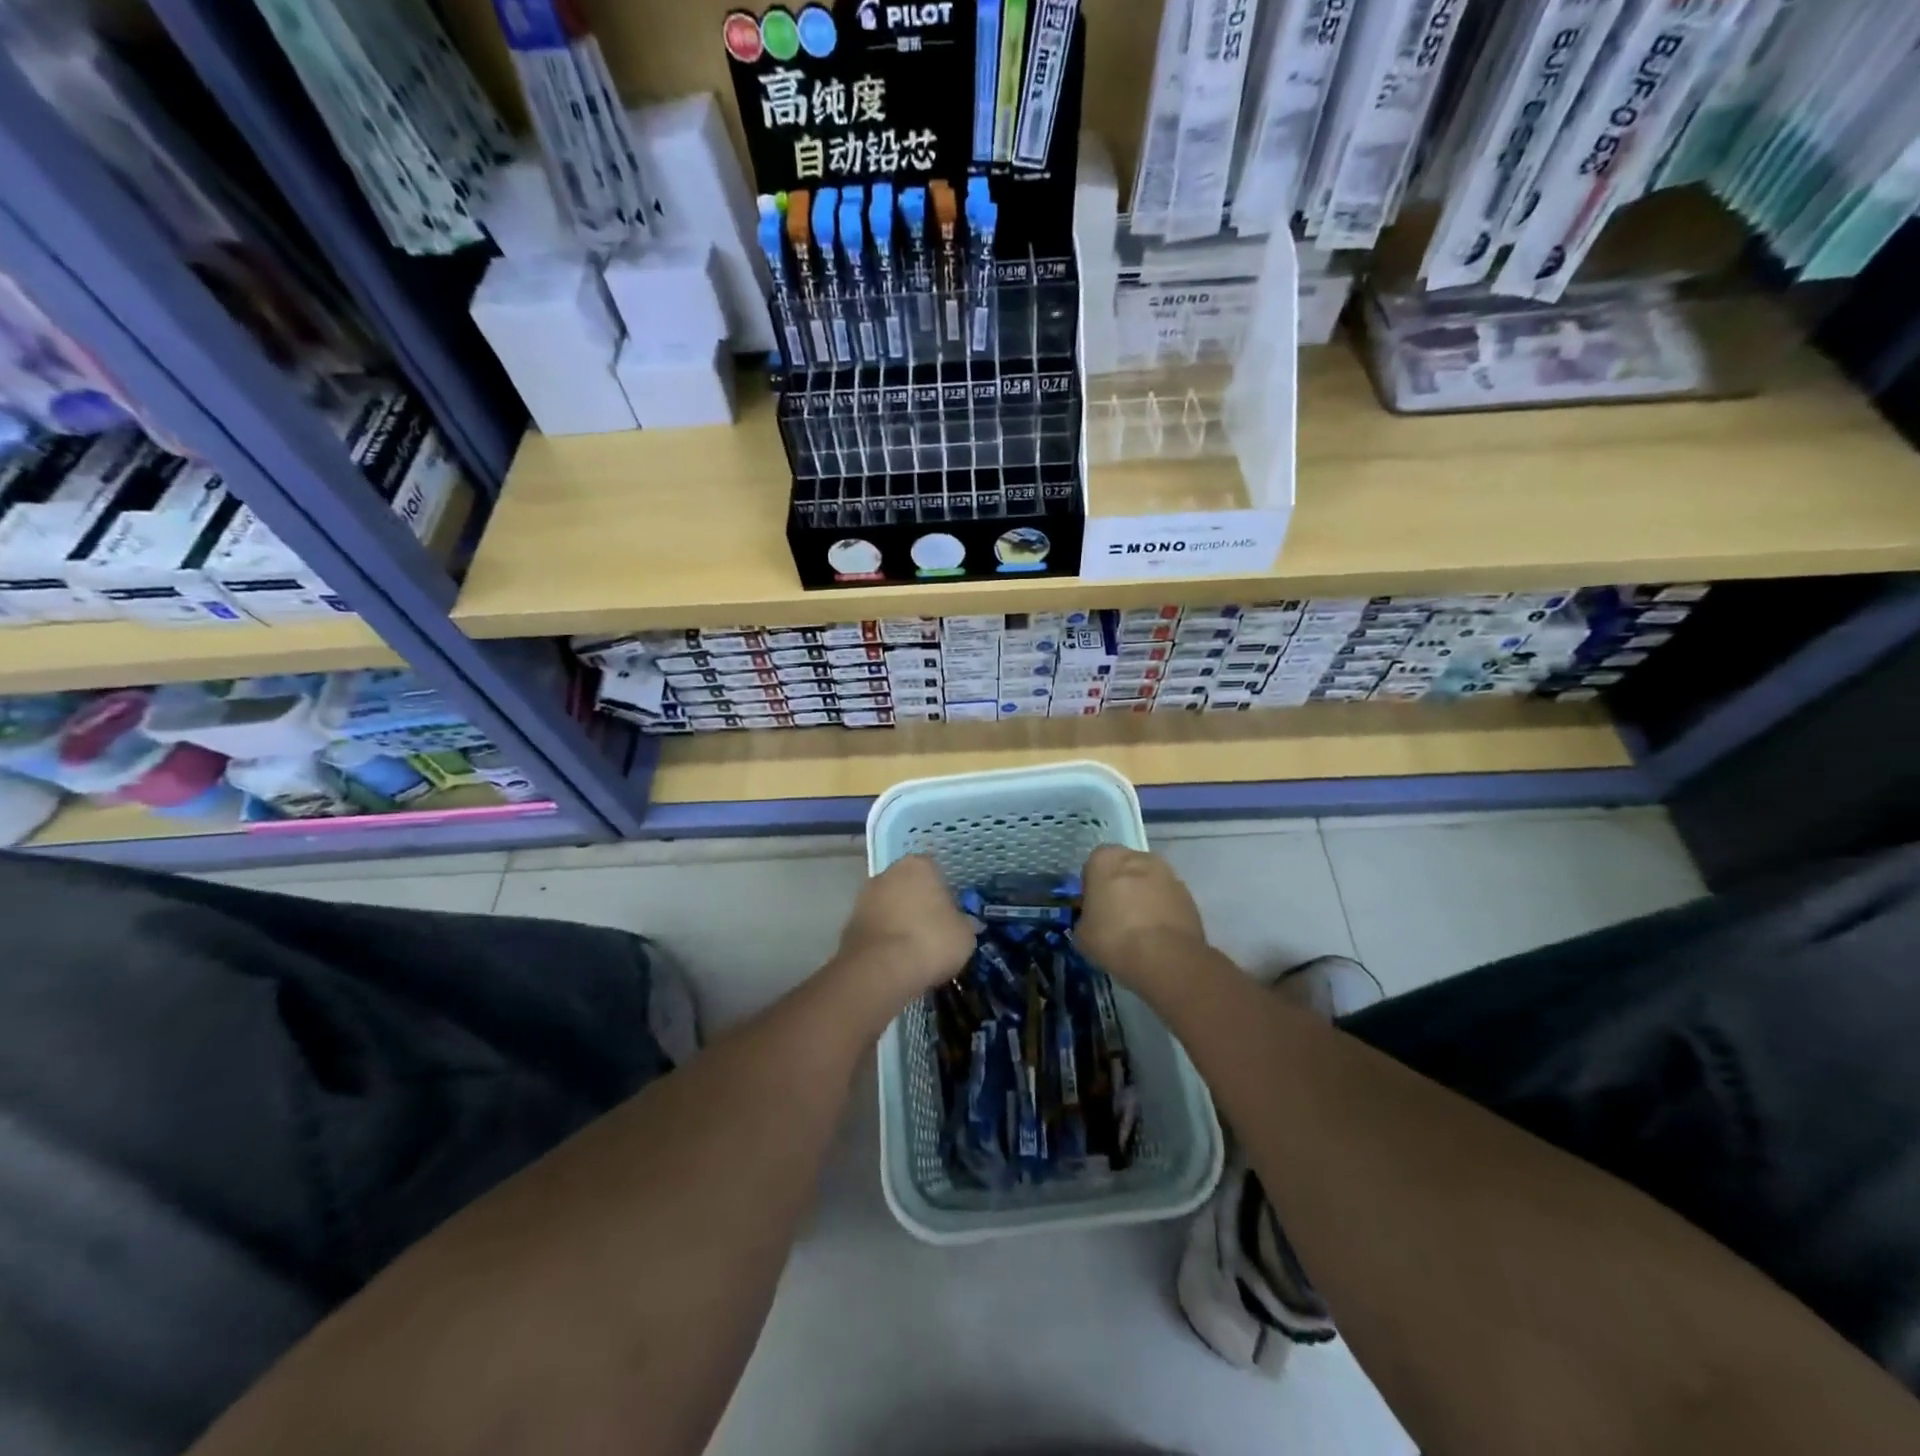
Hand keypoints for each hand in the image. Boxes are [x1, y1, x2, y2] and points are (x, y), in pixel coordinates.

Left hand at [829, 855, 975, 1013]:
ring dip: (899, 921)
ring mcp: (864, 897)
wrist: (881, 970)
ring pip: (889, 906)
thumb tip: (964, 924)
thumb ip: (964, 924)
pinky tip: (895, 959)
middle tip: (933, 932)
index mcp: (918, 865)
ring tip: (914, 950)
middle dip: (918, 904)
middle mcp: (888, 873)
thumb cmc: (931, 941)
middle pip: (908, 886)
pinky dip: (884, 938)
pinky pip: (875, 927)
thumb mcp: (964, 935)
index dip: (943, 893)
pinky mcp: (849, 923)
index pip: (935, 871)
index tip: (950, 915)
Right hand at [1077, 846, 1208, 988]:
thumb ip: (1087, 917)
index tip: (1093, 906)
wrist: (1165, 958)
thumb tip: (1095, 921)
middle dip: (1120, 885)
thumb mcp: (1082, 933)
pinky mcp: (1188, 894)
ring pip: (1148, 881)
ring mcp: (1167, 874)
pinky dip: (1162, 910)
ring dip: (1143, 896)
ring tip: (1139, 928)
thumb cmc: (1114, 939)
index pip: (1094, 864)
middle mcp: (1138, 857)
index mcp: (1106, 859)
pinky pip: (1167, 898)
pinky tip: (1158, 935)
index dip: (1093, 885)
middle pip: (1124, 868)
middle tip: (1115, 915)